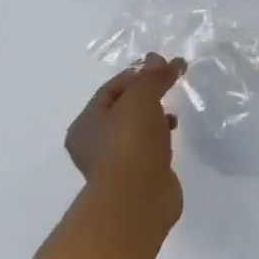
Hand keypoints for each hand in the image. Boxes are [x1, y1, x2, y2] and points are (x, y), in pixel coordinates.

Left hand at [66, 53, 187, 228]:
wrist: (138, 199)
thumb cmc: (130, 143)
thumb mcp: (141, 99)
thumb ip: (152, 77)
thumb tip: (163, 59)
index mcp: (85, 123)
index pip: (110, 89)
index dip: (137, 74)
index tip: (163, 67)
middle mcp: (94, 144)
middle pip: (122, 110)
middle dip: (145, 95)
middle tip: (169, 85)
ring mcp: (115, 164)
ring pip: (135, 131)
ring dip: (153, 117)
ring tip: (173, 111)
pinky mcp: (136, 178)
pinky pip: (147, 149)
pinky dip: (159, 138)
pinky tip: (173, 134)